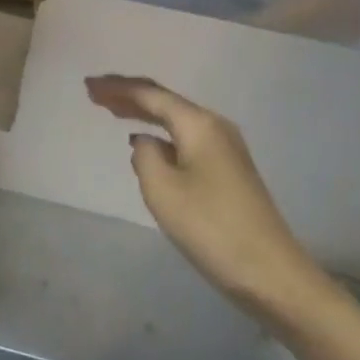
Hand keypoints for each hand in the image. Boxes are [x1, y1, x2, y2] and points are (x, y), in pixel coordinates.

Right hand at [85, 75, 321, 307]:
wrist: (271, 273)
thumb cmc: (211, 228)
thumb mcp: (163, 190)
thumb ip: (145, 156)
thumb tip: (146, 143)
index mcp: (199, 124)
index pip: (150, 95)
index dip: (117, 88)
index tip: (88, 86)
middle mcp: (215, 126)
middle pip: (164, 101)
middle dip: (128, 95)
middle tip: (94, 93)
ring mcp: (225, 148)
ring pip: (175, 120)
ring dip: (143, 113)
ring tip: (112, 110)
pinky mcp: (228, 170)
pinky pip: (184, 138)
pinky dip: (159, 133)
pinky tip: (146, 142)